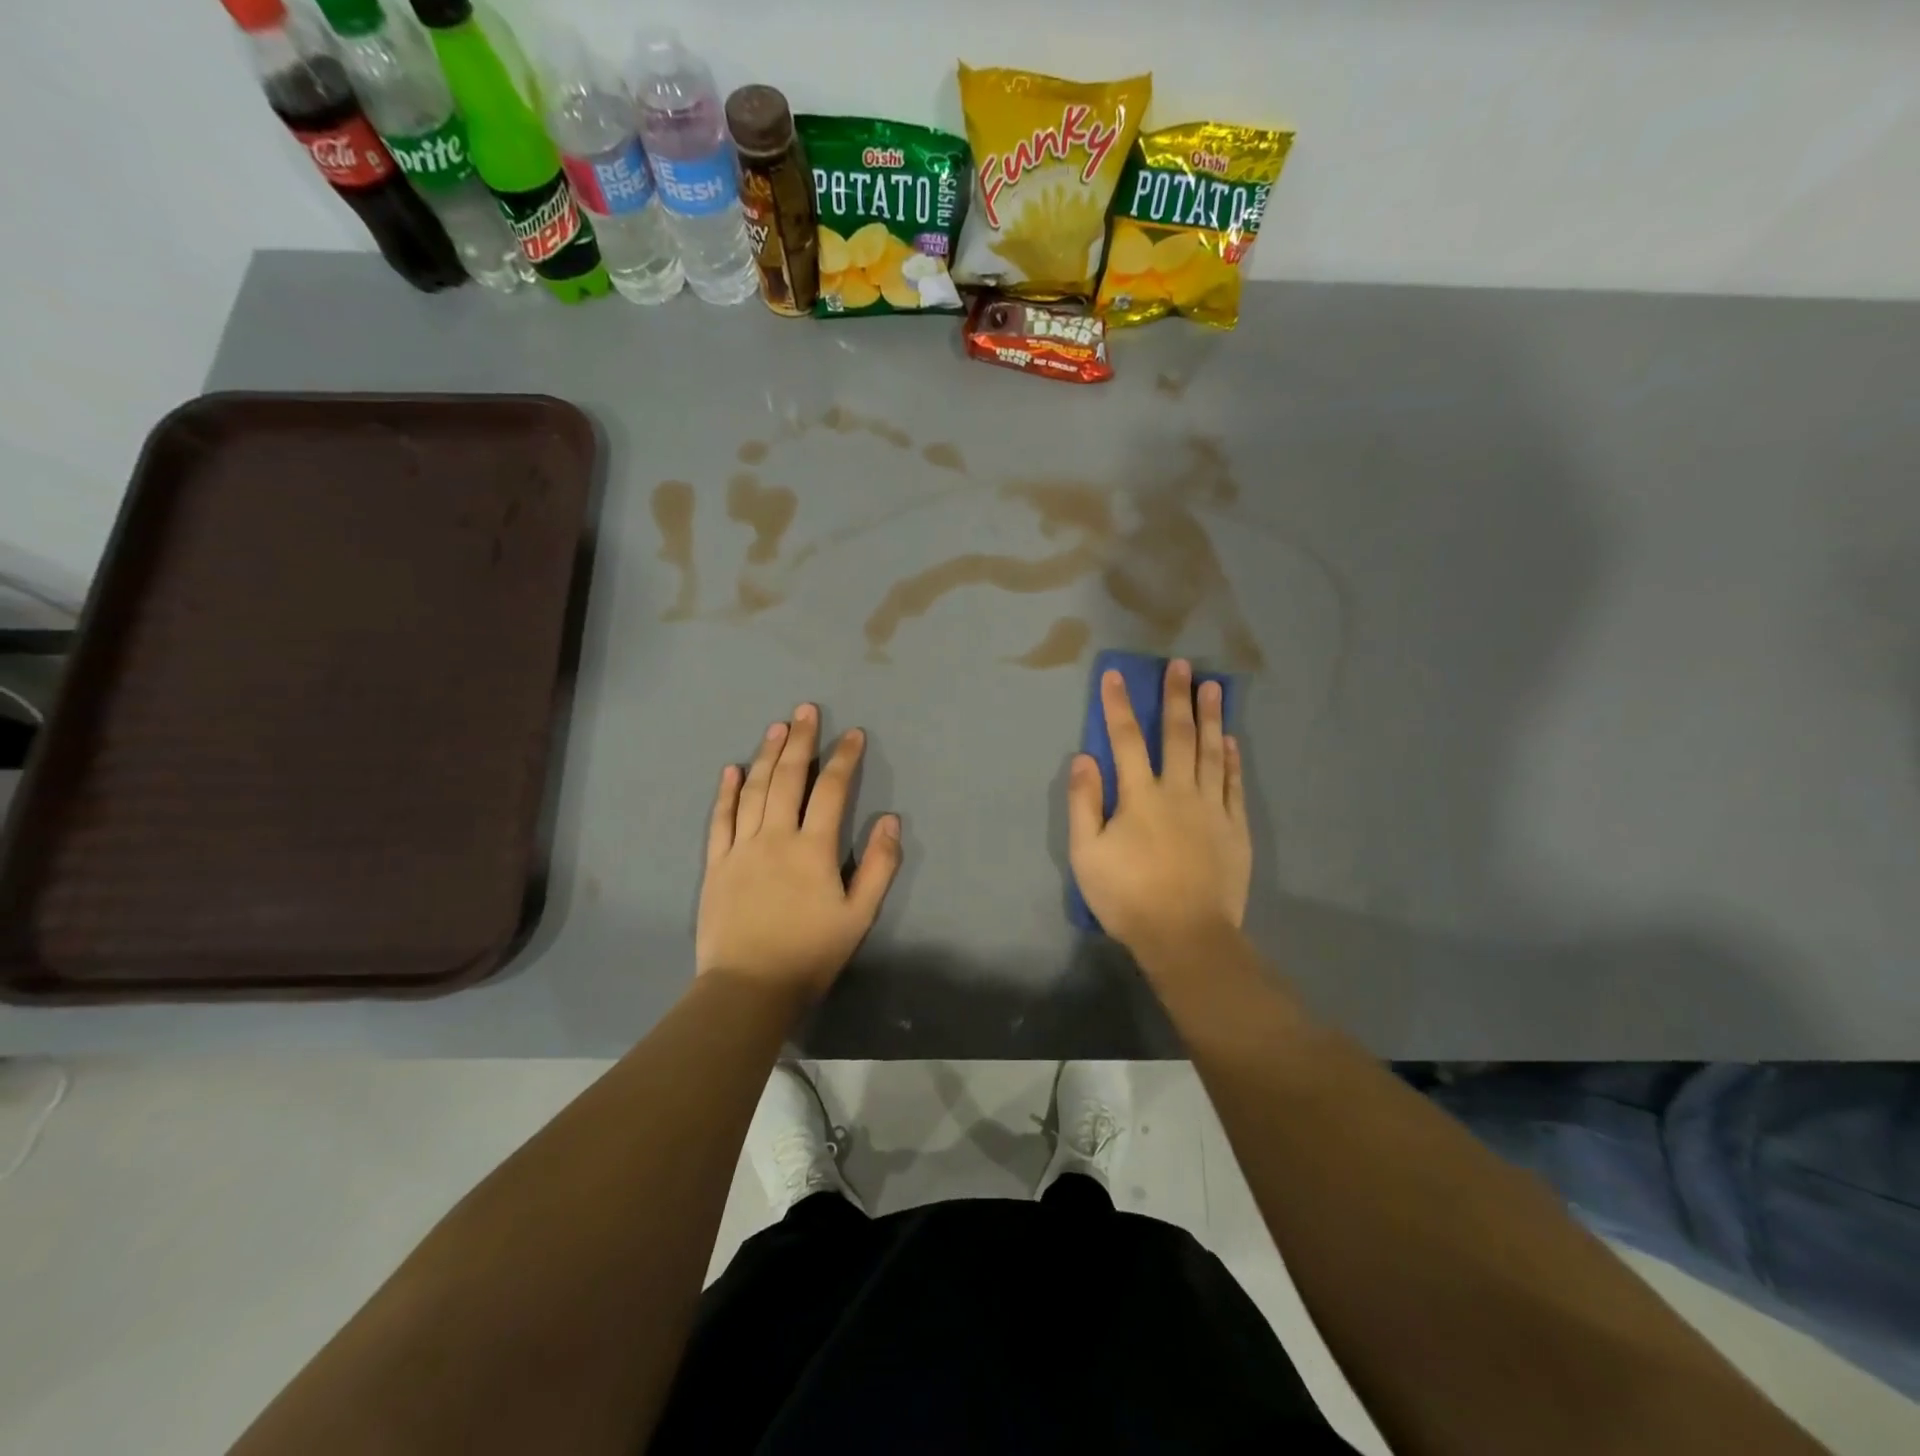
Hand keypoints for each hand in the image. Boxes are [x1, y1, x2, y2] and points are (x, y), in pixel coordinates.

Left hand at [697, 703, 900, 999]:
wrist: (748, 988)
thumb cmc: (810, 954)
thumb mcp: (858, 915)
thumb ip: (878, 866)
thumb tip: (890, 820)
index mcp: (812, 848)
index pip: (831, 790)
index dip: (845, 759)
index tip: (854, 734)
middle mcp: (775, 837)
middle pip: (788, 778)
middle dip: (801, 740)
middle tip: (806, 710)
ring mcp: (740, 848)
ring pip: (754, 790)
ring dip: (766, 755)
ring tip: (777, 727)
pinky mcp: (716, 864)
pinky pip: (720, 819)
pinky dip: (726, 792)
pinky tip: (731, 769)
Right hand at [1066, 660, 1250, 954]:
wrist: (1185, 935)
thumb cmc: (1128, 896)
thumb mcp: (1086, 854)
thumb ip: (1083, 803)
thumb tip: (1084, 757)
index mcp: (1139, 796)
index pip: (1124, 739)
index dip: (1118, 705)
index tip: (1115, 675)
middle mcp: (1177, 791)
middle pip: (1177, 735)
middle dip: (1175, 697)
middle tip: (1182, 665)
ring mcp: (1211, 807)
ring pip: (1211, 752)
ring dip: (1210, 717)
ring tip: (1213, 687)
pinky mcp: (1234, 827)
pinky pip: (1233, 783)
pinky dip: (1232, 758)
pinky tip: (1231, 740)